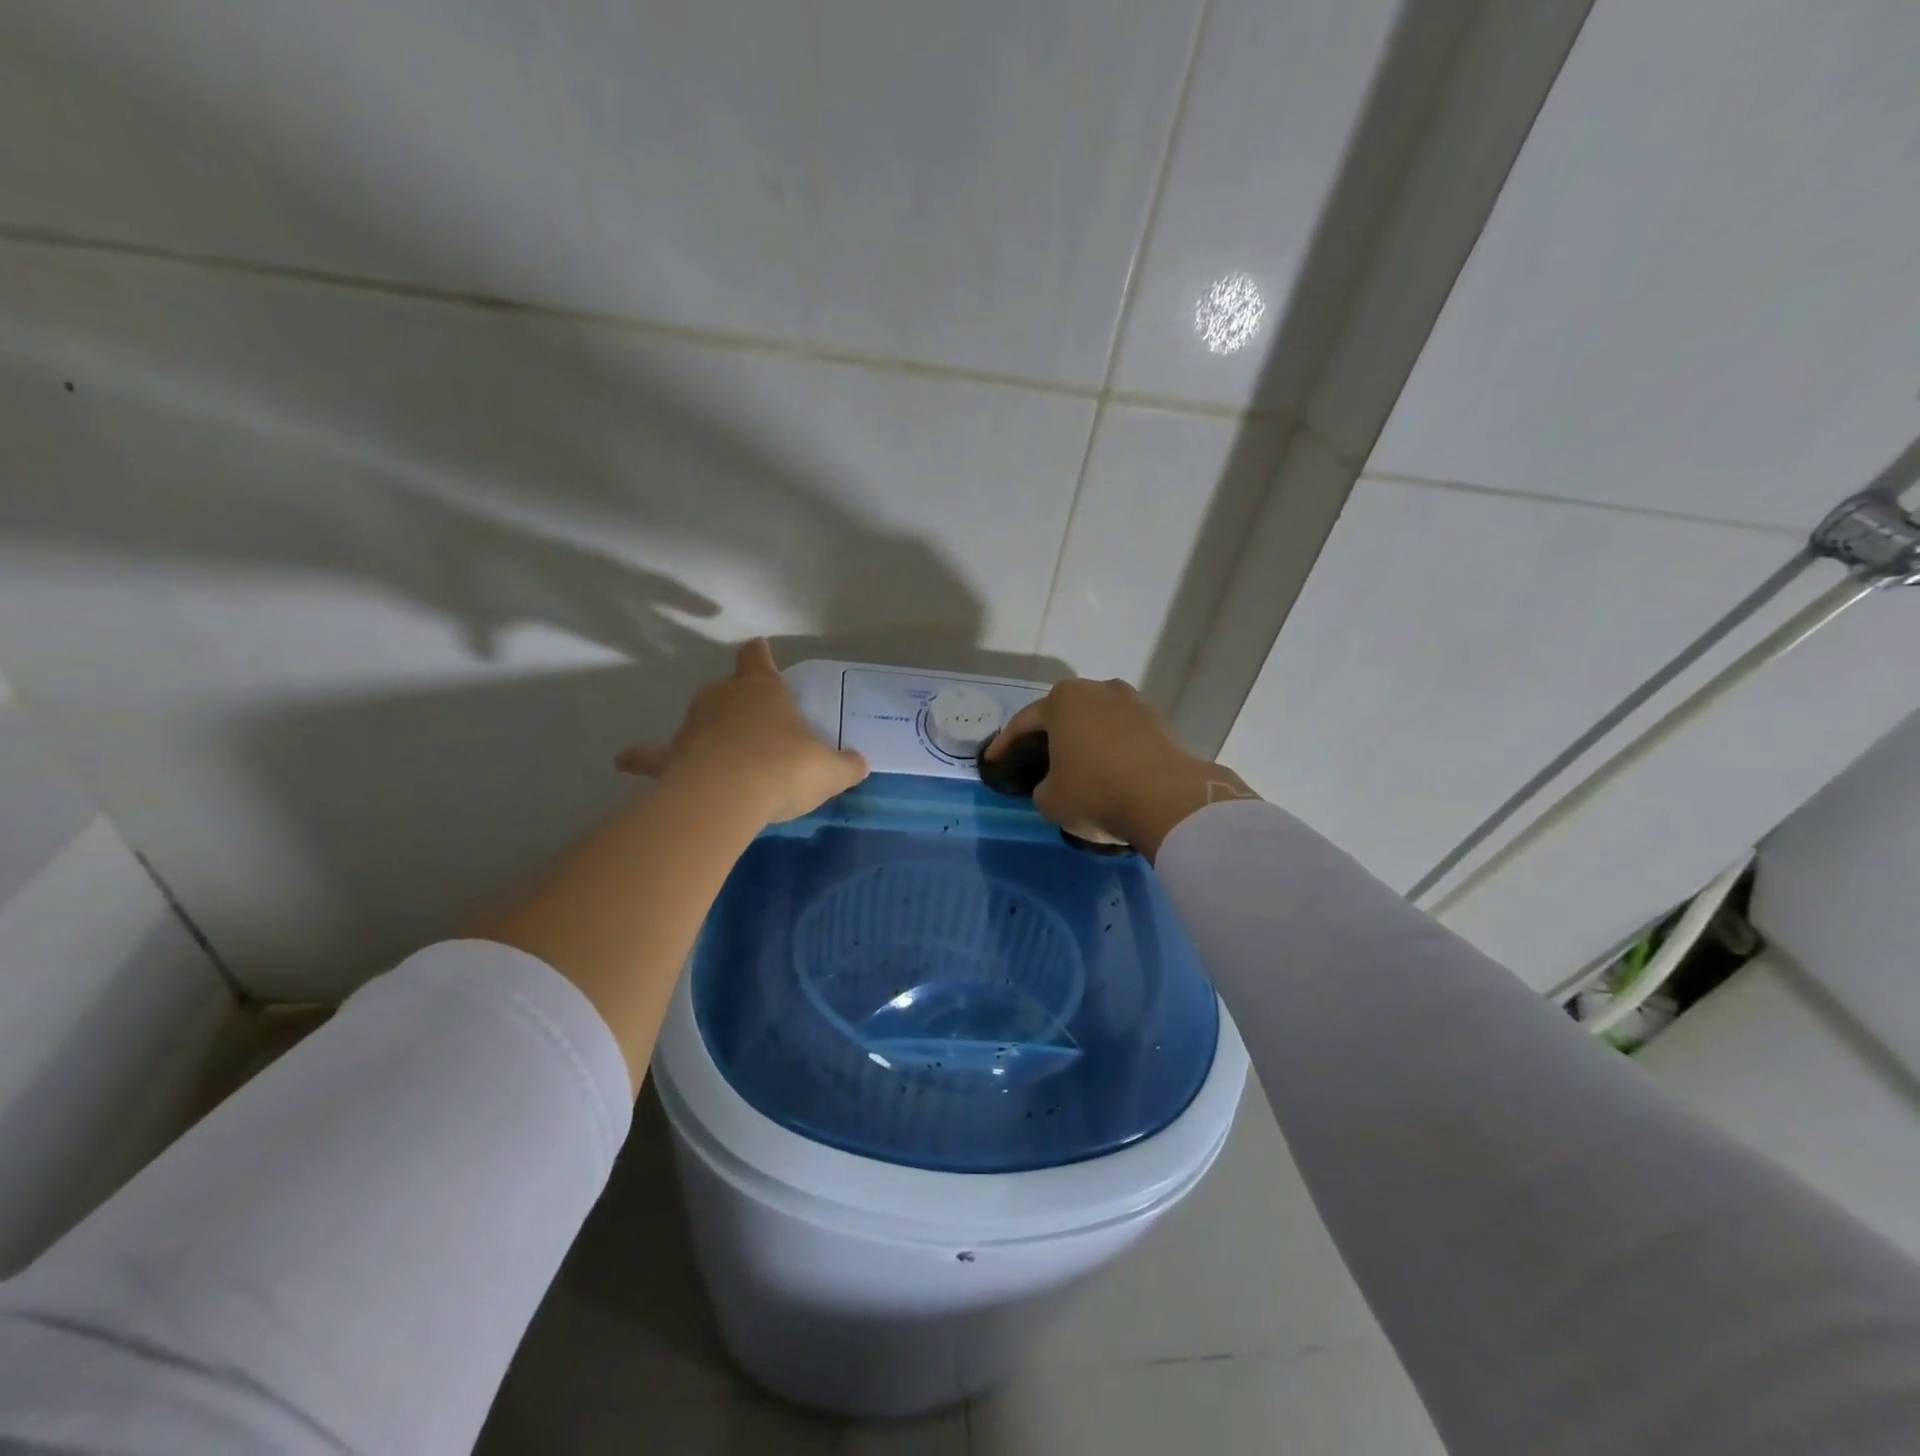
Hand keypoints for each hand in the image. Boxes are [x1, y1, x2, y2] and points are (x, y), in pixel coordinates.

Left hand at [616, 640, 868, 823]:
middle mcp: (724, 698)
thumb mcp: (830, 770)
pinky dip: (642, 758)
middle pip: (727, 687)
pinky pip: (652, 755)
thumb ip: (846, 765)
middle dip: (738, 700)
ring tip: (719, 752)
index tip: (758, 649)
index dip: (759, 654)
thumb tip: (860, 764)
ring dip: (707, 729)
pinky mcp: (671, 756)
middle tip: (755, 725)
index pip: (757, 658)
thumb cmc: (786, 768)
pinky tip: (628, 761)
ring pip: (698, 718)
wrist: (731, 794)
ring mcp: (692, 725)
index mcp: (763, 691)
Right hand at [987, 678, 1257, 858]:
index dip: (1004, 745)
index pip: (1023, 722)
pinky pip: (1122, 734)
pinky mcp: (1158, 721)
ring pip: (1095, 721)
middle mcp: (1097, 689)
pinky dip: (1110, 749)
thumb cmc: (1095, 791)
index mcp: (1063, 700)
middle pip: (1062, 715)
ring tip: (1075, 764)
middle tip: (1034, 758)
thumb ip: (1042, 786)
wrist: (1167, 799)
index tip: (992, 761)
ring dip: (1082, 740)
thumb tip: (1055, 783)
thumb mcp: (1049, 799)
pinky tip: (1107, 769)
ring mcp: (1132, 702)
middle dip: (1048, 735)